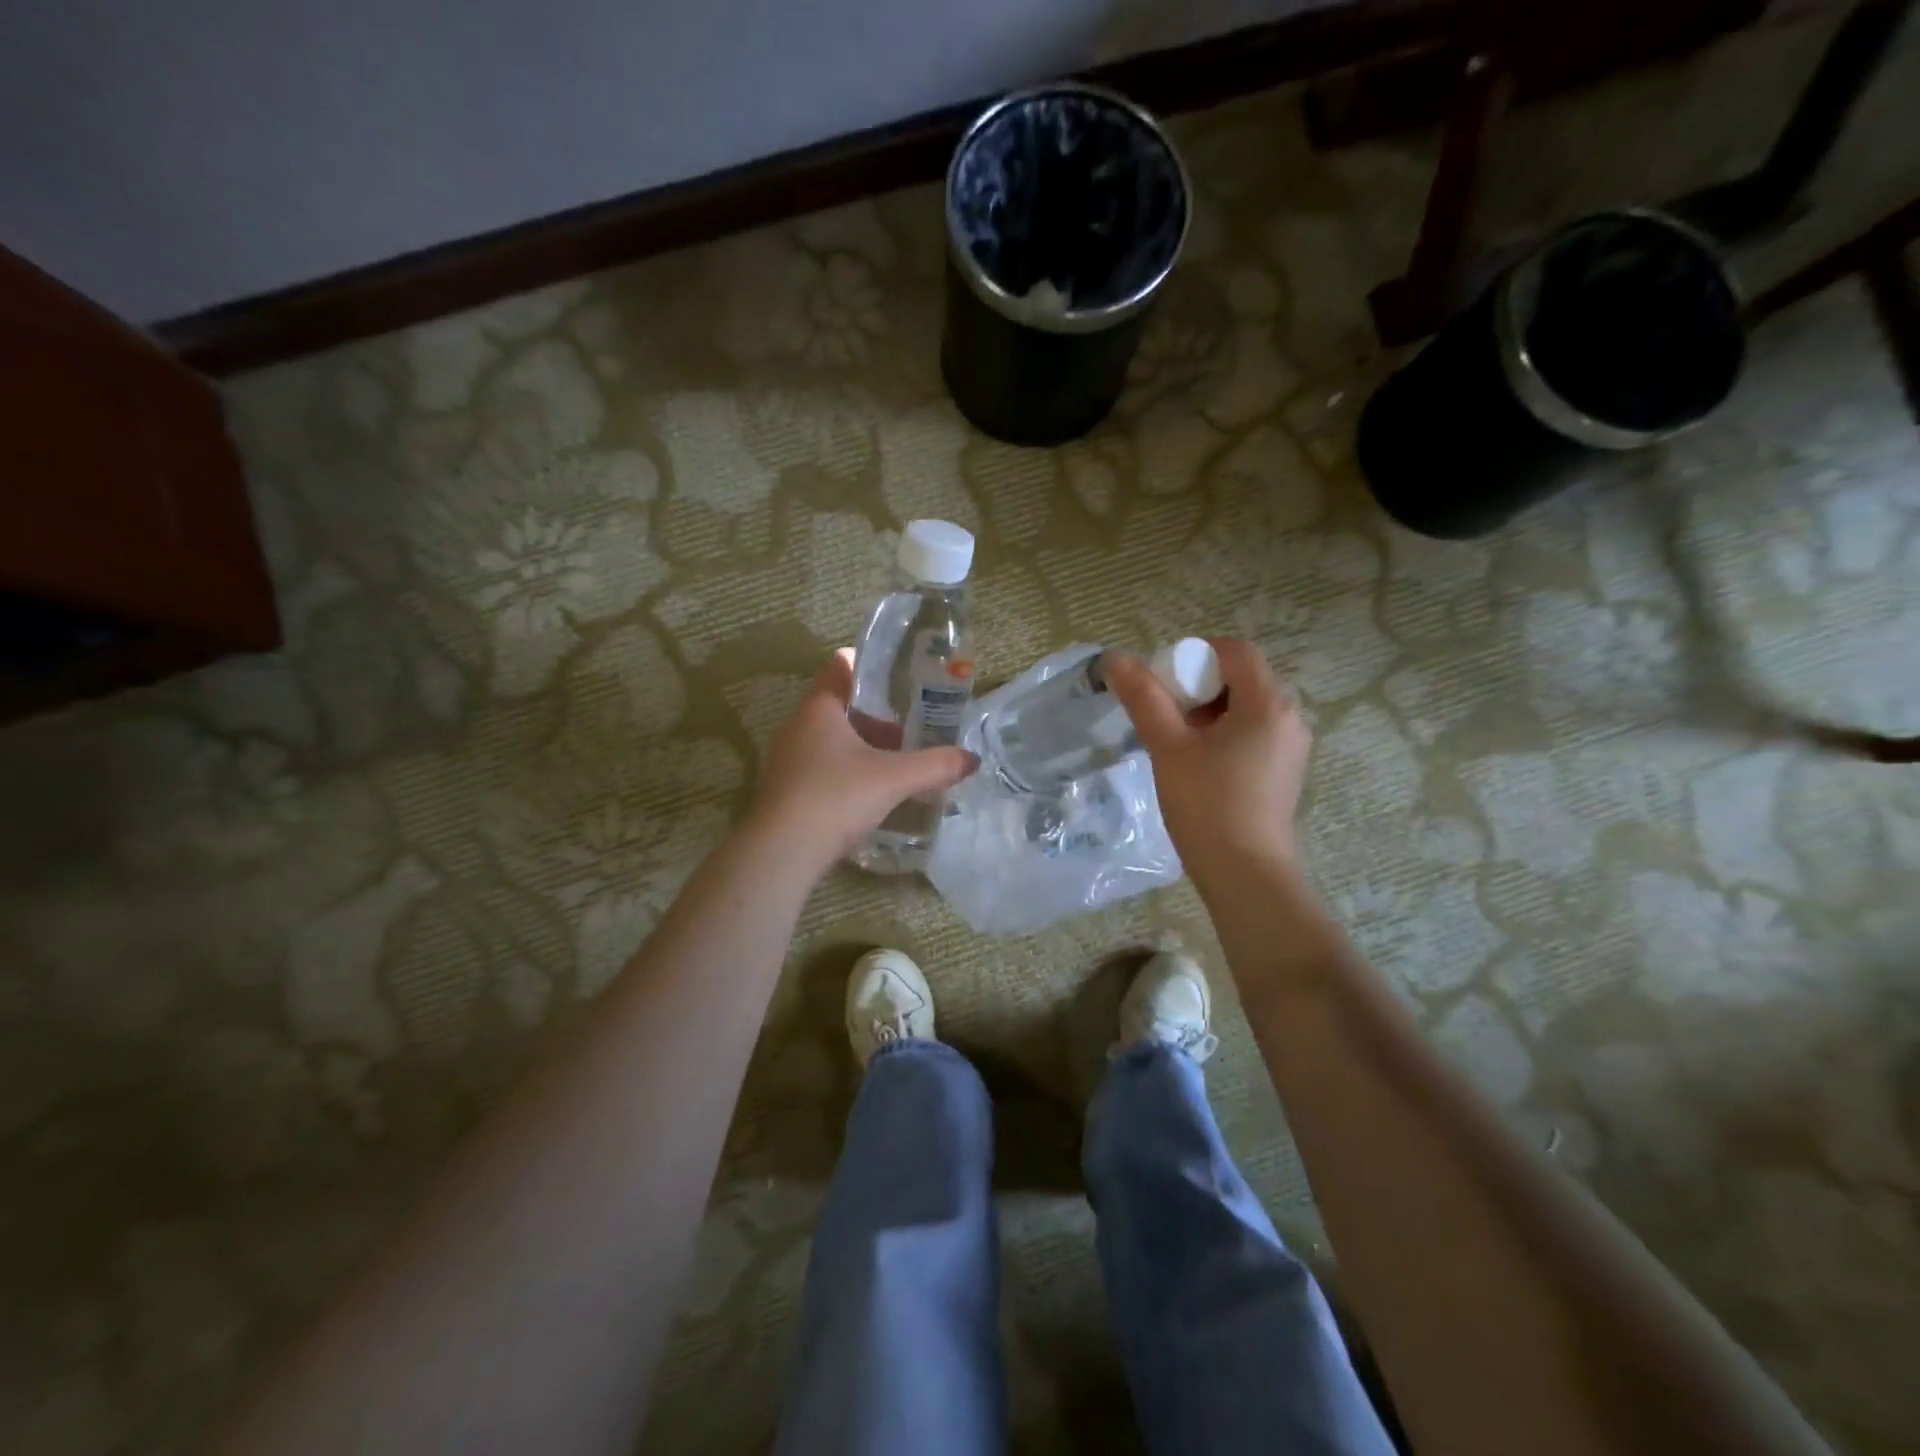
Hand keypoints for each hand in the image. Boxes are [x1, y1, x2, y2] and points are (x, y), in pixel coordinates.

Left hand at [750, 648, 977, 866]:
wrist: (783, 852)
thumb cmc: (837, 797)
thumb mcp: (894, 779)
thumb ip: (935, 765)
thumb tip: (972, 759)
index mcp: (819, 707)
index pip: (842, 666)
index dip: (871, 665)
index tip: (900, 675)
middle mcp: (798, 725)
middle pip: (840, 704)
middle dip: (875, 713)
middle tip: (910, 723)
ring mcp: (788, 757)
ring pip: (831, 737)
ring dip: (862, 744)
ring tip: (897, 760)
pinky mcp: (787, 787)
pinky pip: (822, 764)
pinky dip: (848, 767)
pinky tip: (872, 790)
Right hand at [1105, 639, 1310, 882]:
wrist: (1245, 875)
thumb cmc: (1207, 806)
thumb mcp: (1169, 747)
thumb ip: (1143, 698)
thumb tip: (1115, 658)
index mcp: (1268, 704)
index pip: (1235, 651)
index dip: (1195, 655)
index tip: (1164, 683)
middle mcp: (1289, 717)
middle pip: (1241, 677)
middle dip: (1198, 686)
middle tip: (1165, 714)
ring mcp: (1291, 747)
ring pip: (1245, 707)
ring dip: (1209, 711)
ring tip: (1177, 741)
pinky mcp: (1284, 771)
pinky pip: (1253, 732)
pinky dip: (1224, 734)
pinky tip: (1199, 764)